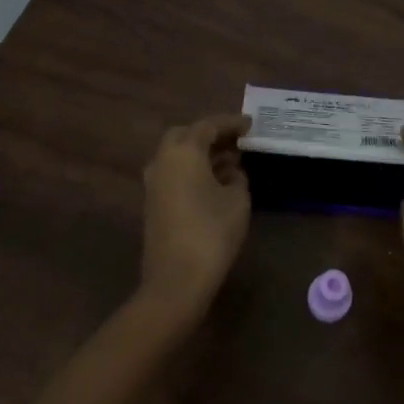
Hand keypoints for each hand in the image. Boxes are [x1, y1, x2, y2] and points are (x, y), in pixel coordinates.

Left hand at [139, 113, 252, 321]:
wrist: (176, 280)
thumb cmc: (212, 232)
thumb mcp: (237, 200)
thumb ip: (237, 178)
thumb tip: (231, 172)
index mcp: (183, 152)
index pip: (209, 126)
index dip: (231, 123)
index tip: (250, 124)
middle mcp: (163, 160)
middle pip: (186, 136)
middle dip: (210, 135)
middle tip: (236, 142)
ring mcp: (153, 183)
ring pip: (177, 156)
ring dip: (201, 155)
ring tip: (230, 163)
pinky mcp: (153, 204)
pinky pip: (174, 174)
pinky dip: (192, 171)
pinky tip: (214, 183)